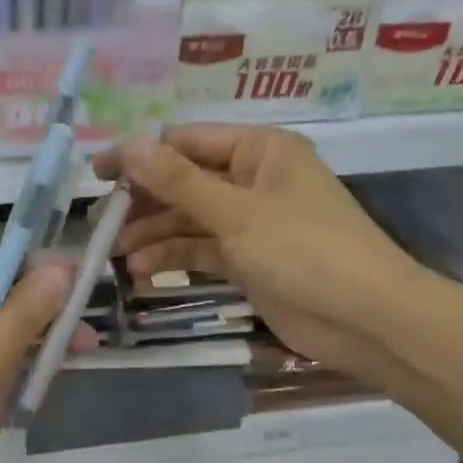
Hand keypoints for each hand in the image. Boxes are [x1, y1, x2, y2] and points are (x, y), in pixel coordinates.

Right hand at [95, 124, 427, 374]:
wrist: (365, 319)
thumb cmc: (305, 251)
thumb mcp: (236, 213)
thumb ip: (179, 182)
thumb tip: (129, 145)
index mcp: (259, 151)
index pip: (186, 142)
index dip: (140, 157)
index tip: (97, 176)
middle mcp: (252, 180)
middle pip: (183, 182)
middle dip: (142, 202)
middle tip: (99, 224)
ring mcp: (249, 222)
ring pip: (188, 220)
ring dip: (152, 234)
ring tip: (114, 254)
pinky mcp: (247, 260)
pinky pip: (201, 250)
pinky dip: (173, 257)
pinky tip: (142, 271)